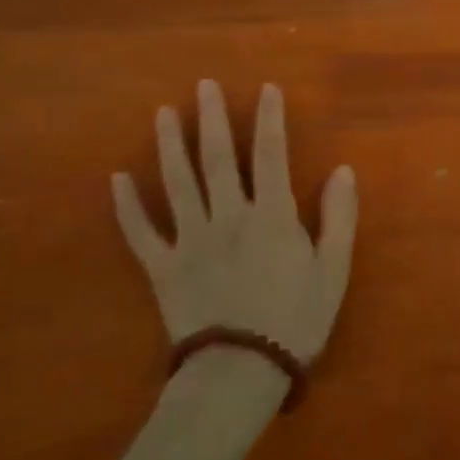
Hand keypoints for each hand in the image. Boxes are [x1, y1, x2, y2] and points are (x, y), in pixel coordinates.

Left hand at [112, 80, 355, 367]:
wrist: (240, 374)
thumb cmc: (296, 320)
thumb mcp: (334, 269)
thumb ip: (338, 216)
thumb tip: (342, 170)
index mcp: (271, 214)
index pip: (271, 154)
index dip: (269, 119)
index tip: (266, 88)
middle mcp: (228, 216)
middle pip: (218, 158)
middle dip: (212, 118)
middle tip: (203, 85)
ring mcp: (190, 240)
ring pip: (177, 183)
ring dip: (170, 145)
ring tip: (163, 114)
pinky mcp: (163, 268)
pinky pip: (140, 232)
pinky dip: (127, 206)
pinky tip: (117, 179)